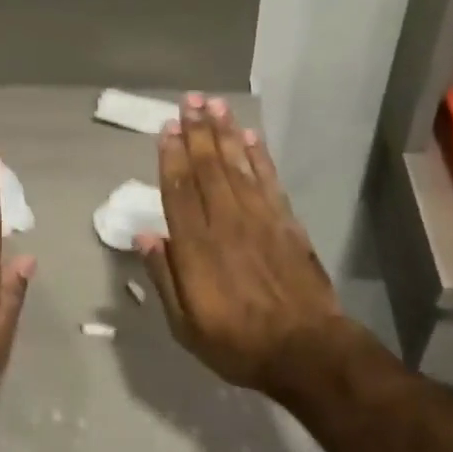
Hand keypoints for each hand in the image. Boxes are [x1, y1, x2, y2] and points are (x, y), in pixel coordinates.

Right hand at [137, 95, 344, 398]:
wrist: (306, 351)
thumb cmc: (238, 343)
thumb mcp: (186, 325)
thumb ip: (165, 277)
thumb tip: (146, 235)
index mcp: (197, 246)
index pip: (179, 190)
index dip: (171, 156)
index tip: (166, 127)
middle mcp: (226, 222)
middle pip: (208, 167)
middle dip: (197, 131)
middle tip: (190, 100)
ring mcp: (260, 219)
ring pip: (237, 166)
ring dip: (225, 133)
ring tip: (215, 104)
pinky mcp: (286, 223)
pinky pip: (269, 180)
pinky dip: (259, 156)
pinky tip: (251, 137)